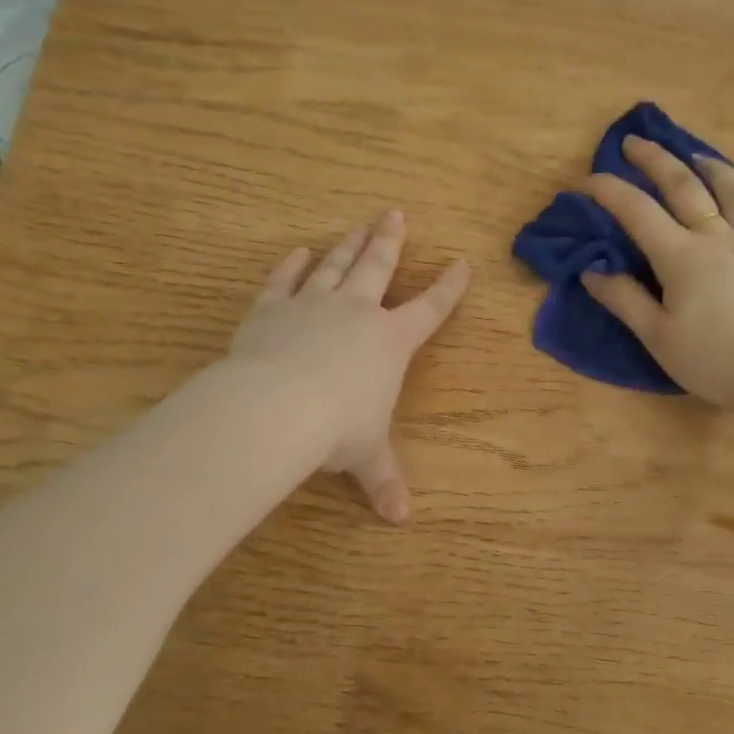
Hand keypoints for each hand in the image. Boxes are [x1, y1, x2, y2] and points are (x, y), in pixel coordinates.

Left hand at [229, 211, 470, 522]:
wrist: (277, 408)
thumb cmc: (336, 430)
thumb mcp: (366, 457)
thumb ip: (383, 481)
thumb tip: (400, 520)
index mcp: (390, 342)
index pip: (429, 309)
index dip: (449, 288)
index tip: (462, 263)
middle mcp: (356, 313)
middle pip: (377, 267)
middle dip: (389, 241)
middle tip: (394, 213)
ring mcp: (312, 304)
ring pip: (334, 265)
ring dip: (347, 244)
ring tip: (357, 225)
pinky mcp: (271, 308)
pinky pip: (284, 280)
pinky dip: (291, 265)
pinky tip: (297, 252)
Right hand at [581, 137, 733, 412]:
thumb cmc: (712, 361)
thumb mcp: (656, 336)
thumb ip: (624, 300)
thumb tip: (593, 270)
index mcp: (683, 257)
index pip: (638, 213)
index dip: (610, 192)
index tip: (587, 180)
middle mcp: (721, 240)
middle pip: (687, 188)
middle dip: (658, 161)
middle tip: (637, 143)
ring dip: (717, 170)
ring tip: (700, 158)